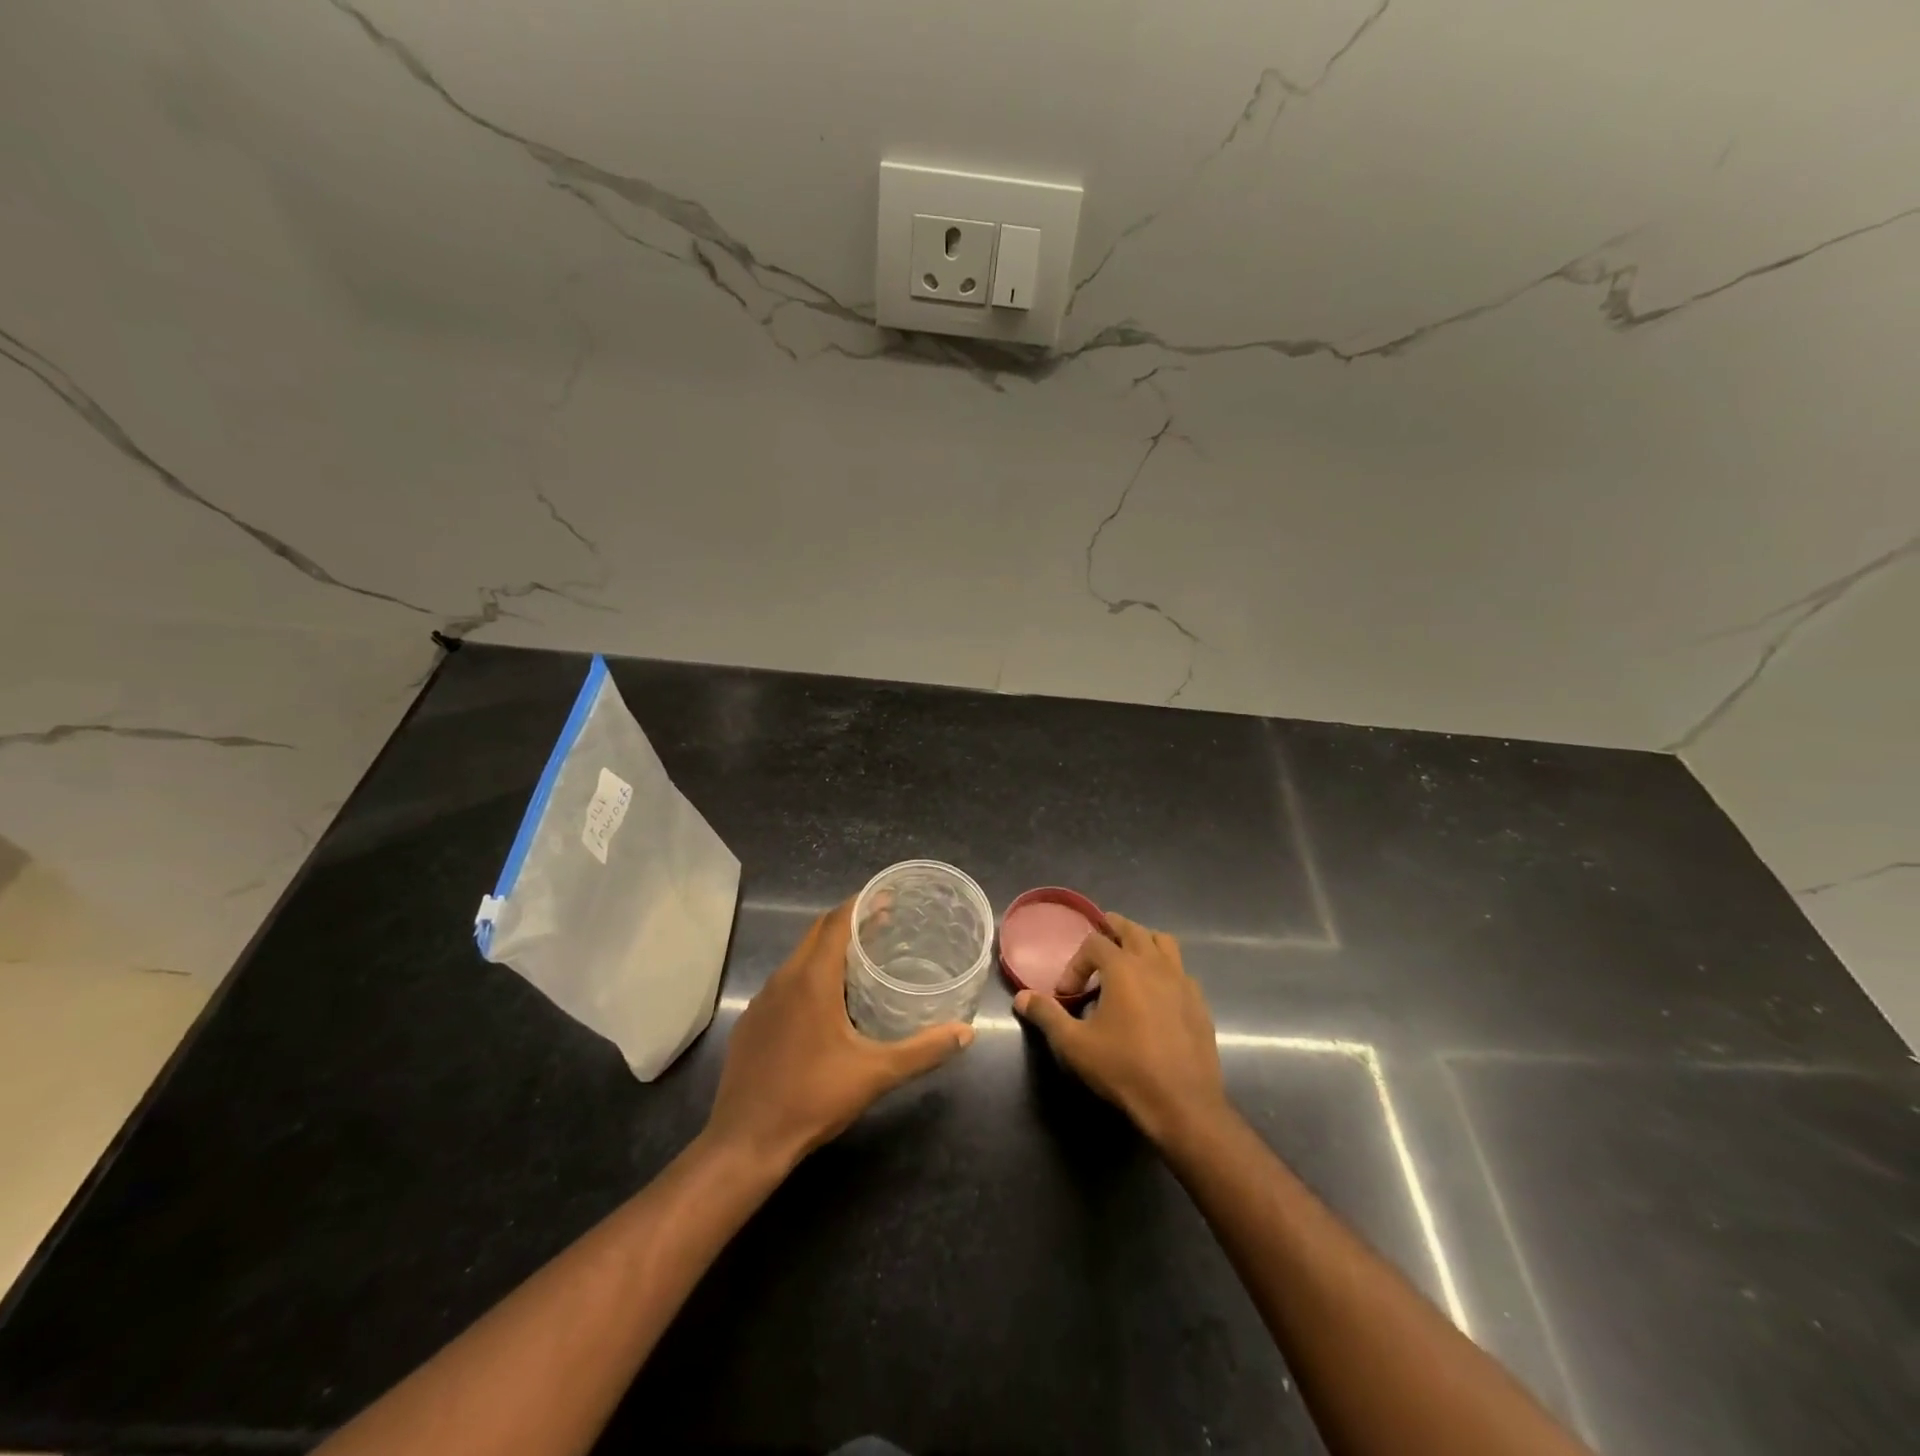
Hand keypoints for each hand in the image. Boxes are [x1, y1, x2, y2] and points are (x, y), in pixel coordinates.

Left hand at [704, 899, 974, 1171]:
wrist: (746, 1142)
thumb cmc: (813, 1098)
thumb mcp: (875, 1074)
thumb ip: (923, 1050)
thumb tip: (965, 1033)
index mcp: (812, 979)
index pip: (837, 922)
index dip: (861, 904)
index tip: (887, 896)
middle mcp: (783, 979)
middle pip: (817, 933)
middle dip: (848, 922)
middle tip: (883, 924)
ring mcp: (762, 1001)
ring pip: (798, 958)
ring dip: (827, 950)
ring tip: (860, 960)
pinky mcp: (751, 1022)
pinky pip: (784, 984)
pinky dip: (808, 976)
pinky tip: (825, 1003)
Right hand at [1012, 913, 1227, 1146]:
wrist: (1182, 1103)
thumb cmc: (1124, 1068)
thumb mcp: (1075, 1044)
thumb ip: (1047, 1015)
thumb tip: (1021, 998)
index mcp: (1123, 967)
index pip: (1094, 943)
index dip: (1076, 964)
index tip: (1067, 994)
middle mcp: (1154, 964)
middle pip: (1132, 930)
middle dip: (1112, 931)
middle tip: (1097, 945)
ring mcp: (1182, 981)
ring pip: (1163, 943)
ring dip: (1143, 942)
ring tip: (1128, 959)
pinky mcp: (1199, 1002)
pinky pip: (1181, 970)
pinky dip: (1165, 969)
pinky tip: (1155, 994)